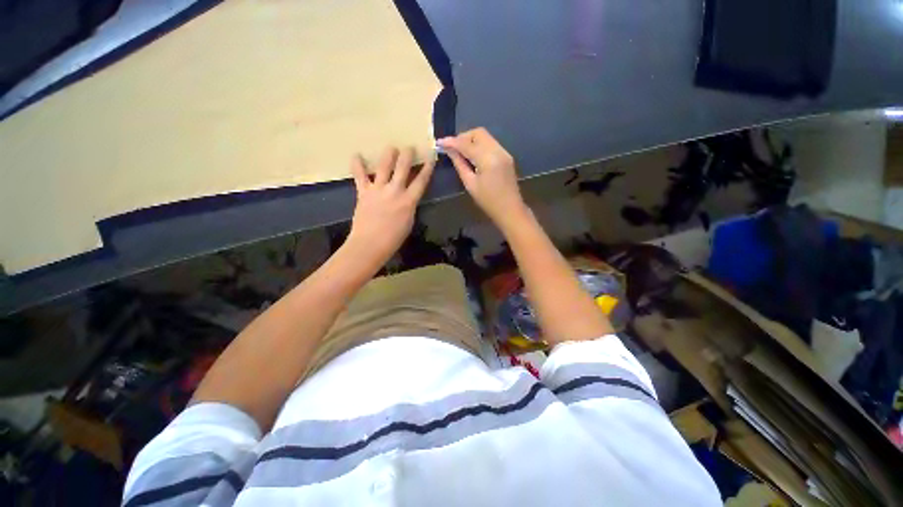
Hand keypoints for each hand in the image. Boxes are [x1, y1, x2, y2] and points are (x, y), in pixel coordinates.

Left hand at [347, 147, 435, 268]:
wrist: (370, 244)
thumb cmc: (393, 239)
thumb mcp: (408, 222)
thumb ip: (409, 207)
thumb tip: (407, 198)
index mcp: (409, 201)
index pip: (421, 181)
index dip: (427, 168)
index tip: (431, 157)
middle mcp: (395, 191)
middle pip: (403, 168)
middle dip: (407, 155)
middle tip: (409, 147)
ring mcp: (378, 190)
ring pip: (383, 167)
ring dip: (388, 155)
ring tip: (391, 147)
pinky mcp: (364, 192)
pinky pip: (360, 176)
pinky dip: (357, 165)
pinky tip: (356, 155)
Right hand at [437, 128, 526, 228]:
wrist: (510, 210)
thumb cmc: (488, 202)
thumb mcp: (470, 184)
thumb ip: (460, 164)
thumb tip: (450, 151)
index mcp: (488, 159)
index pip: (466, 144)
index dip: (452, 142)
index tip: (439, 142)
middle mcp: (497, 150)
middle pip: (478, 133)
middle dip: (463, 137)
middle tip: (452, 148)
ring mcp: (504, 152)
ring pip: (485, 137)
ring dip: (471, 140)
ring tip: (461, 152)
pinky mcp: (506, 156)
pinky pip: (490, 143)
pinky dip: (479, 145)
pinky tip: (473, 156)